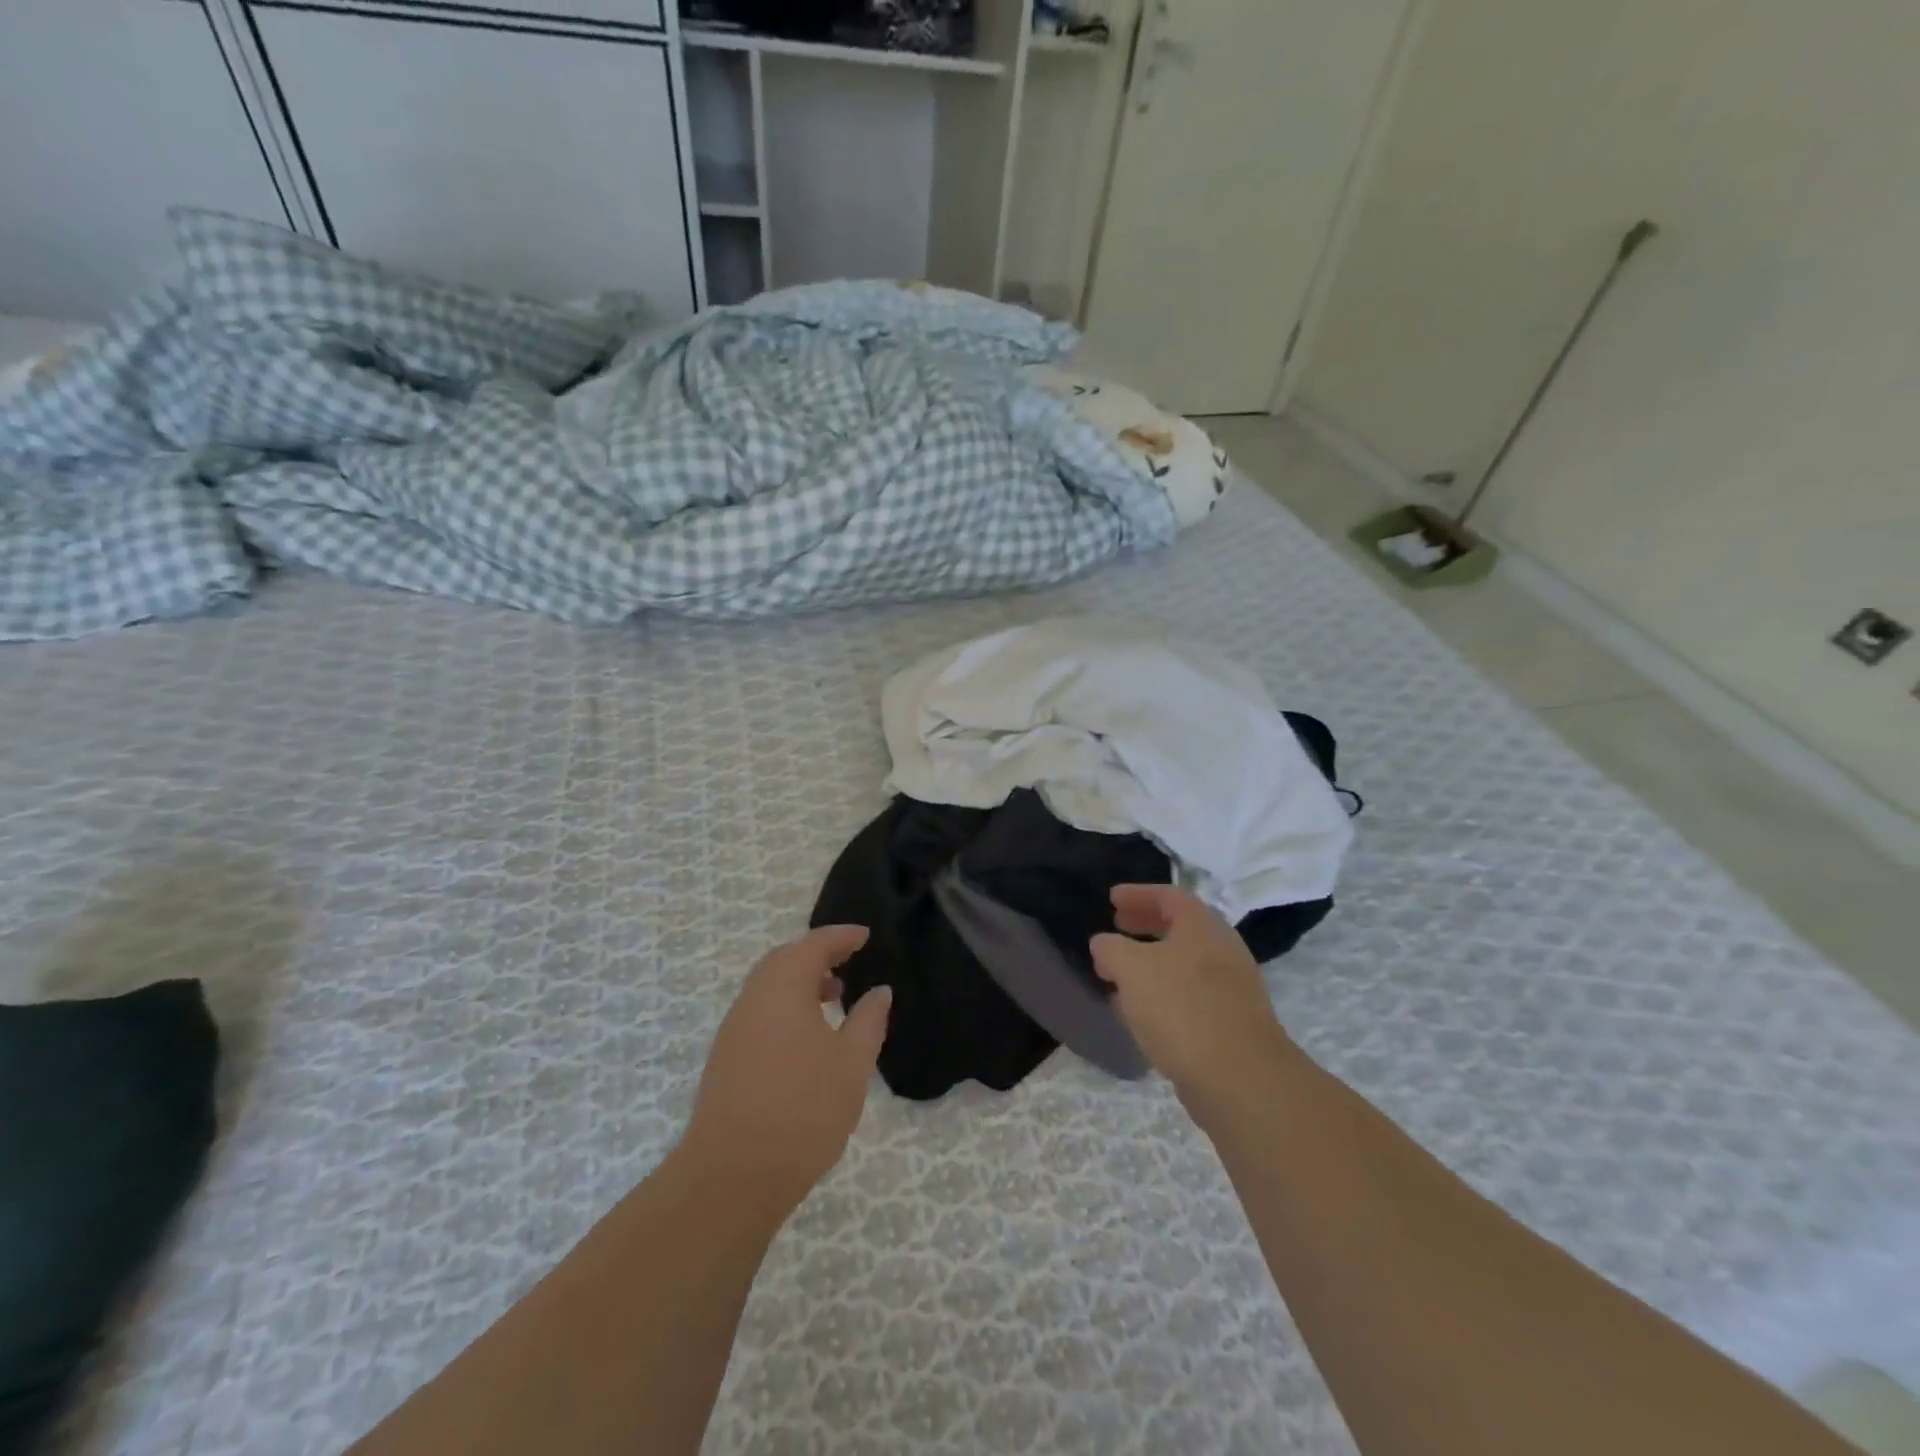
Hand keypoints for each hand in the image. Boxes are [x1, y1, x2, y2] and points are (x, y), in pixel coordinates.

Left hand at [683, 926, 891, 1208]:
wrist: (732, 1176)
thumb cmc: (803, 1108)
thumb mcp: (852, 1063)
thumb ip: (868, 1020)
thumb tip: (879, 991)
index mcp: (783, 988)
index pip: (813, 945)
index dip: (841, 937)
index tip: (865, 935)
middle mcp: (752, 999)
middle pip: (784, 961)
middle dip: (817, 956)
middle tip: (849, 962)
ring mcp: (734, 1030)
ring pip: (769, 988)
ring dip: (801, 983)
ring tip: (834, 999)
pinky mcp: (726, 1059)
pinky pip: (760, 1013)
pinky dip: (786, 1007)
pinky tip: (808, 1038)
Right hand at [1091, 885, 1294, 1115]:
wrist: (1240, 1077)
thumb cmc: (1181, 1007)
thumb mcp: (1131, 968)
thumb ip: (1111, 948)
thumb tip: (1104, 944)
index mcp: (1202, 925)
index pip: (1168, 895)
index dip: (1137, 894)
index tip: (1111, 898)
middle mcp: (1222, 948)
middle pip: (1180, 927)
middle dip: (1145, 925)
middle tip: (1118, 926)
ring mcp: (1232, 987)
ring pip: (1185, 963)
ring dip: (1152, 962)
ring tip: (1121, 972)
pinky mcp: (1231, 1022)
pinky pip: (1190, 995)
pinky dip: (1164, 993)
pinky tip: (1142, 1012)